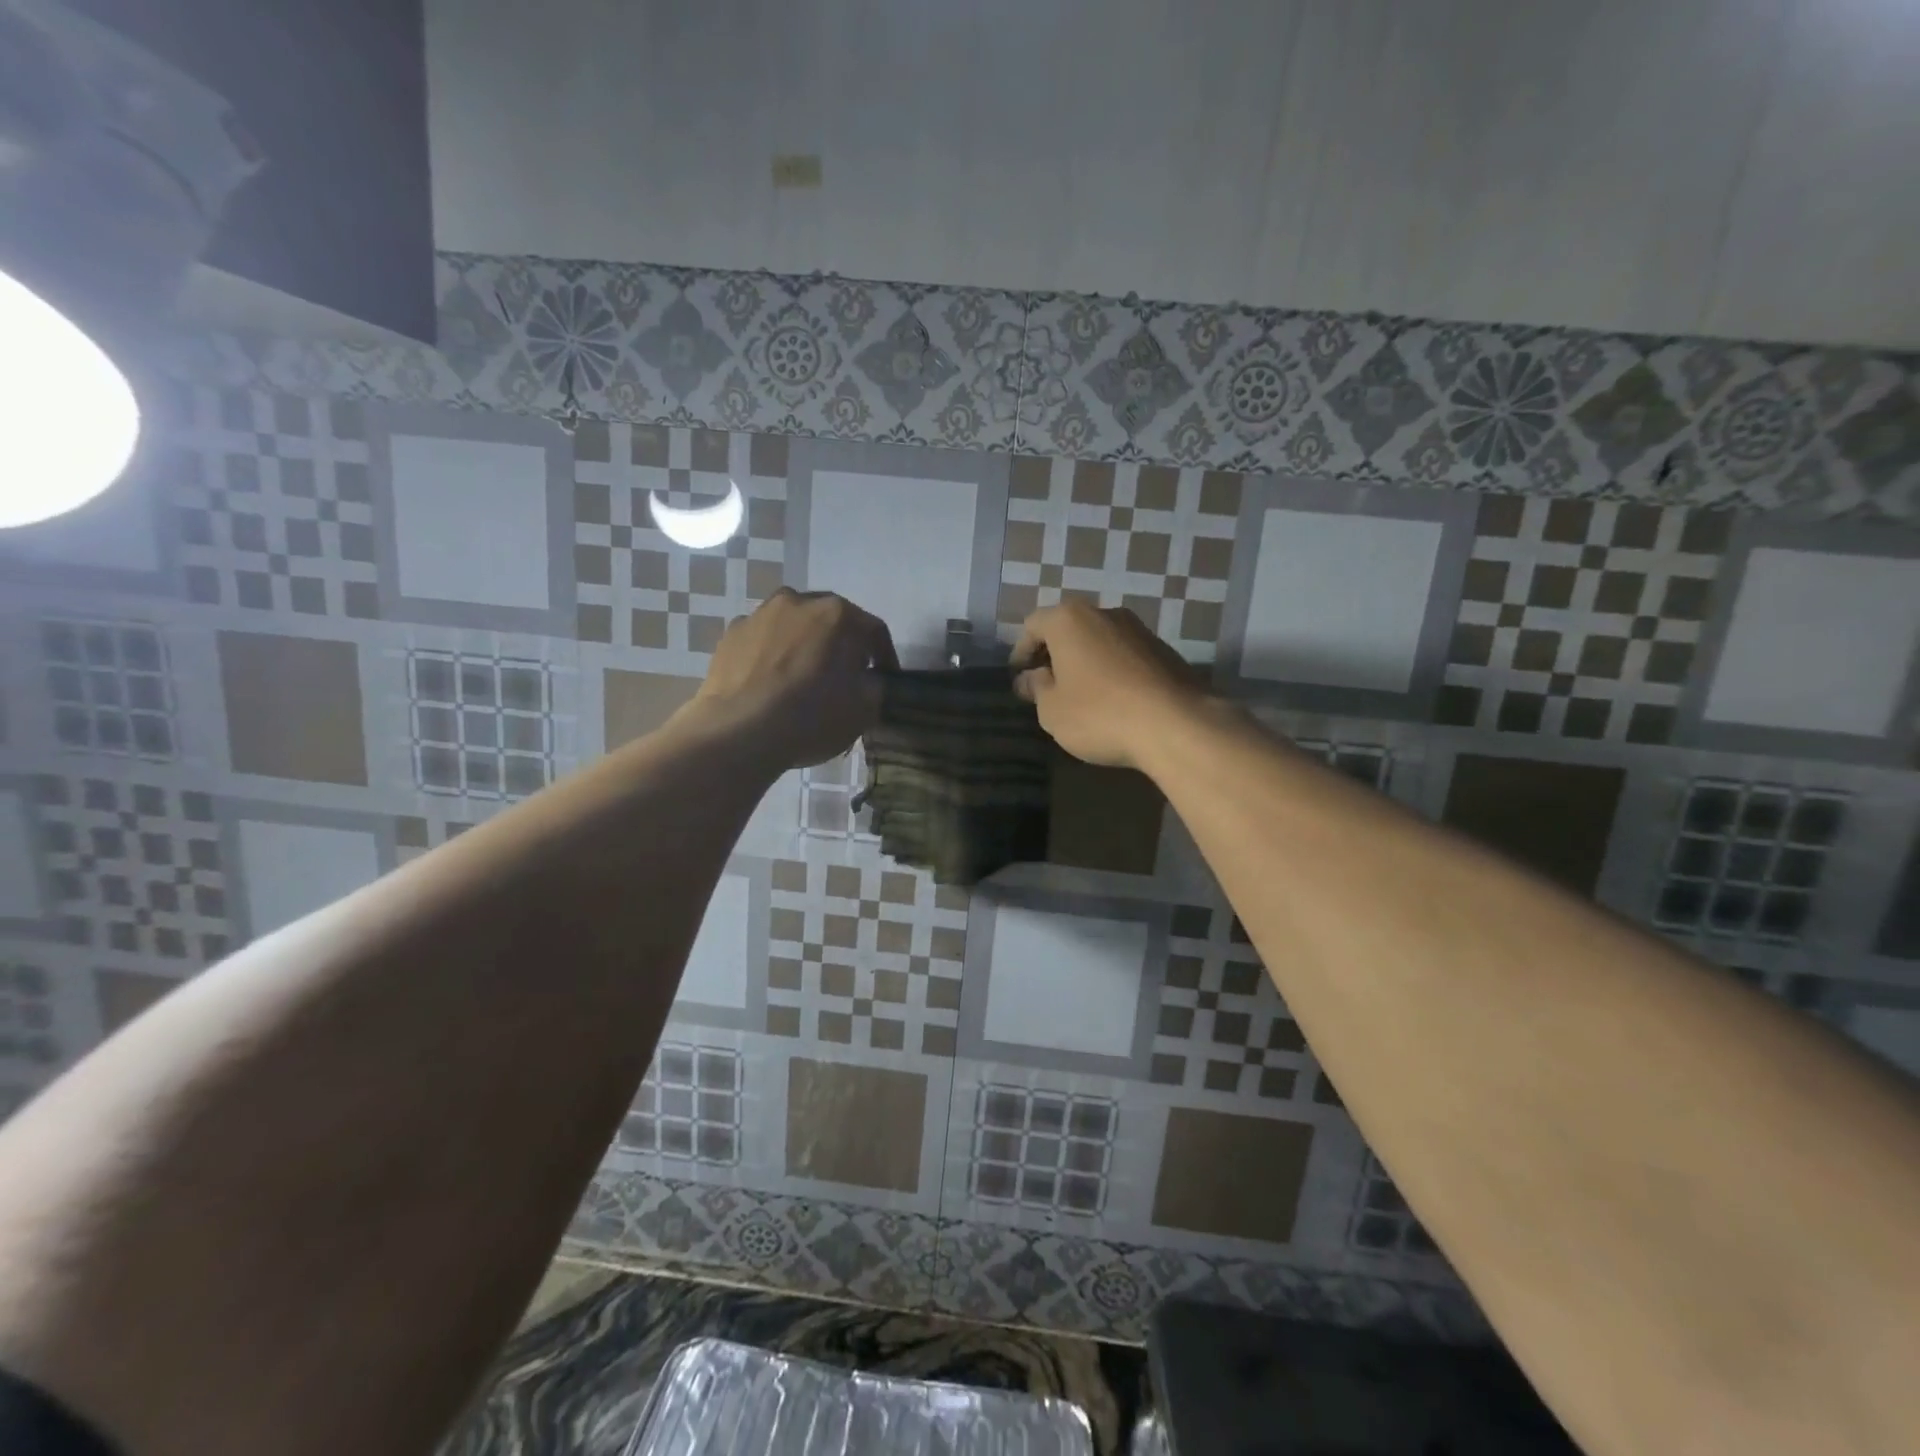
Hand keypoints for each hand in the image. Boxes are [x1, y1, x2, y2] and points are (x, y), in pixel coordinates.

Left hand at [693, 589, 897, 768]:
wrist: (739, 732)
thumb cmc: (812, 716)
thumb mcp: (865, 709)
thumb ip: (876, 685)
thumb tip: (869, 679)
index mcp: (838, 613)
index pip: (874, 631)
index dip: (884, 657)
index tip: (885, 679)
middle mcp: (798, 600)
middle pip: (830, 621)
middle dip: (841, 645)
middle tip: (844, 677)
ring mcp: (759, 614)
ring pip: (793, 627)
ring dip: (804, 645)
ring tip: (803, 679)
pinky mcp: (731, 634)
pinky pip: (763, 641)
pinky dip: (772, 655)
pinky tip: (771, 684)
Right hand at [1011, 602, 1204, 768]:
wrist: (1176, 725)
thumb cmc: (1099, 714)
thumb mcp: (1052, 710)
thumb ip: (1036, 689)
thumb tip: (1030, 679)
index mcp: (1069, 620)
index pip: (1032, 625)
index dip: (1021, 652)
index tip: (1020, 678)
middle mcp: (1104, 613)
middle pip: (1068, 628)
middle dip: (1053, 654)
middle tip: (1046, 686)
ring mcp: (1139, 629)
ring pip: (1098, 640)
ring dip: (1084, 661)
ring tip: (1080, 695)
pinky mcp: (1164, 650)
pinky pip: (1124, 655)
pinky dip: (1111, 670)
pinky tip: (1113, 700)